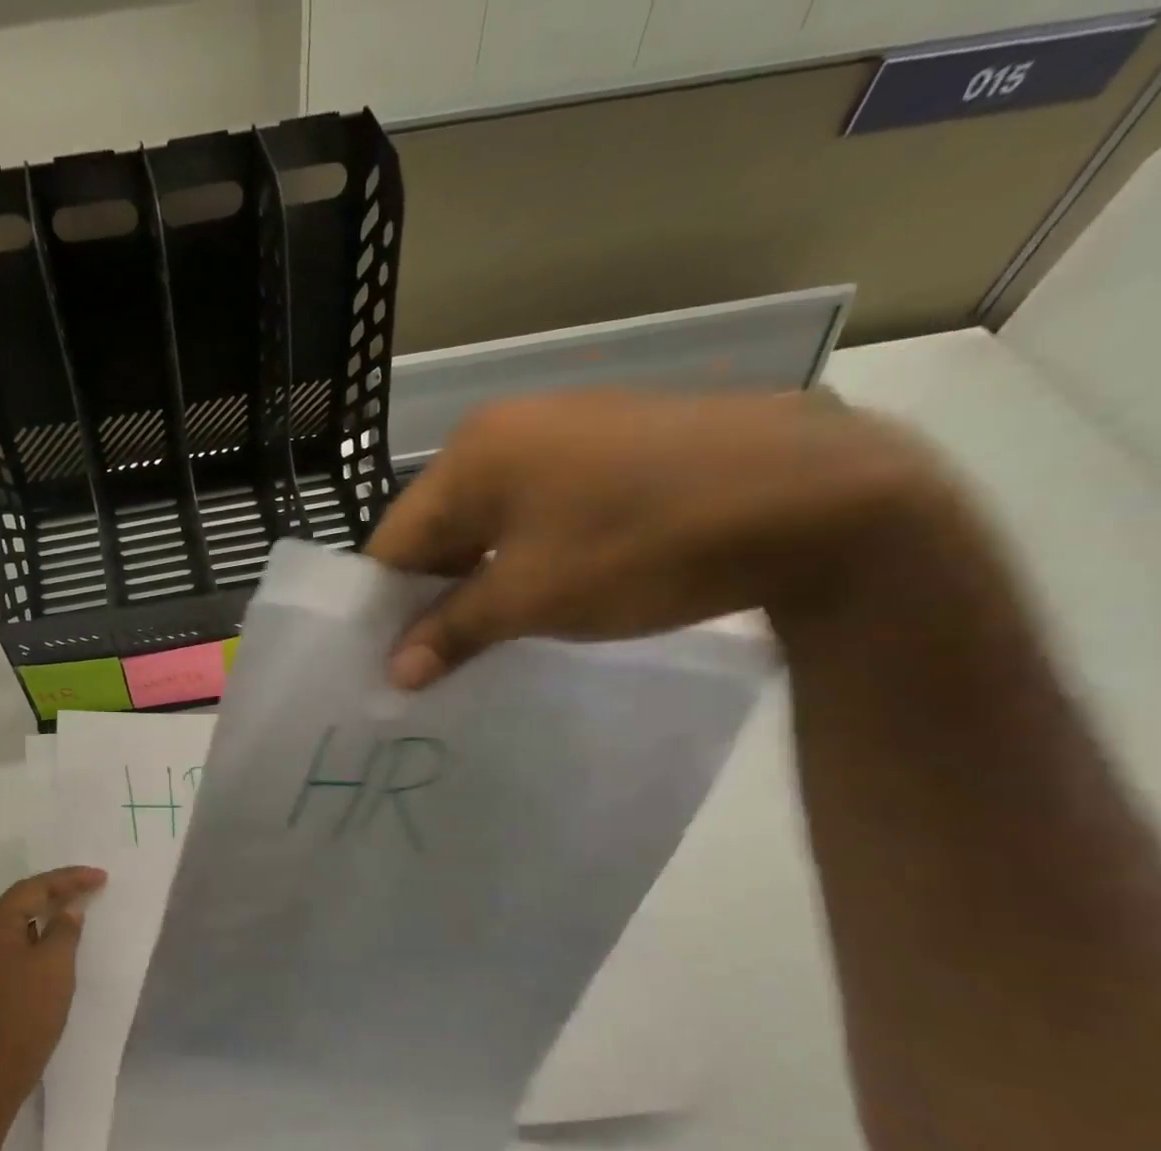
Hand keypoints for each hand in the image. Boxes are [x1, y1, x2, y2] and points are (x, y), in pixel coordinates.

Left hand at [0, 866, 106, 1122]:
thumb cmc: (26, 1013)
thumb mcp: (55, 965)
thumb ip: (64, 929)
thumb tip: (68, 911)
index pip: (34, 888)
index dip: (69, 879)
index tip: (101, 877)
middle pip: (22, 899)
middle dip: (58, 890)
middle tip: (92, 884)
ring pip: (19, 921)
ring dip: (48, 911)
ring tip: (79, 905)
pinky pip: (16, 941)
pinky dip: (39, 933)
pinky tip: (58, 938)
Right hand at [366, 390, 957, 682]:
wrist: (814, 497)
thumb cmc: (641, 546)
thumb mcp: (531, 597)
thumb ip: (452, 631)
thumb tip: (394, 674)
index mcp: (473, 454)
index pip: (395, 539)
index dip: (383, 606)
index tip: (384, 661)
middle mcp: (508, 430)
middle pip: (439, 527)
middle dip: (431, 595)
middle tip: (430, 660)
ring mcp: (565, 434)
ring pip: (489, 522)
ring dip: (477, 581)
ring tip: (479, 639)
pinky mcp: (613, 450)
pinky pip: (537, 512)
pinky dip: (522, 559)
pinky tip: (536, 597)